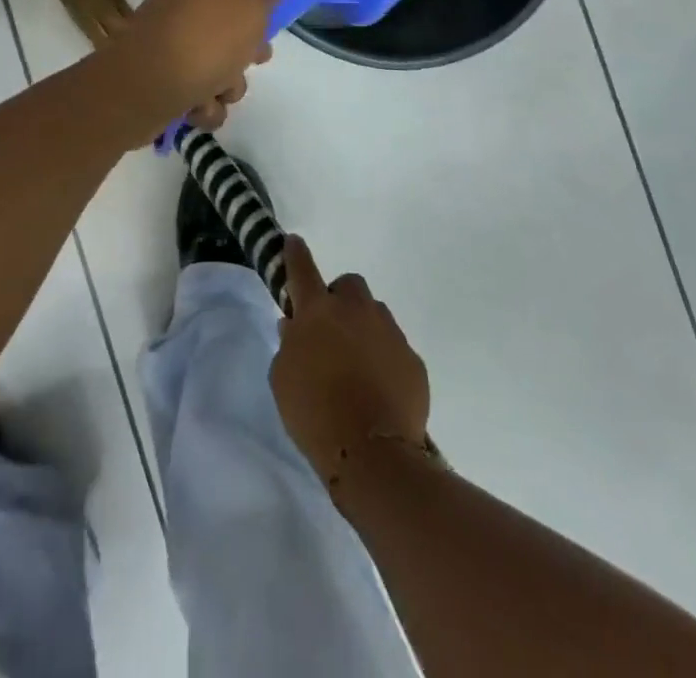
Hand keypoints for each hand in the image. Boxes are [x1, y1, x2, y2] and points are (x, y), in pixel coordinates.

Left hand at [105, 0, 281, 138]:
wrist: (145, 87)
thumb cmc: (206, 41)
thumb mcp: (250, 7)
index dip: (258, 9)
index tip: (268, 29)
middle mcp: (182, 8)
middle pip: (228, 31)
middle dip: (244, 56)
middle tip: (251, 64)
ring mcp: (168, 45)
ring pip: (215, 67)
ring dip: (225, 86)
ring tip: (217, 93)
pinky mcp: (158, 80)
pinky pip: (194, 93)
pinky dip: (201, 105)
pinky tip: (198, 109)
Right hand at [271, 236, 430, 493]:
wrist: (372, 453)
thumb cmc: (315, 413)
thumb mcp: (283, 380)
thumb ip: (288, 345)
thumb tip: (295, 326)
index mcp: (318, 311)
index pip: (303, 269)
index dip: (296, 253)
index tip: (294, 241)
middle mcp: (356, 310)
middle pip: (349, 285)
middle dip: (340, 299)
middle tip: (331, 330)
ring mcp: (389, 331)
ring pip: (375, 315)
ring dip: (364, 329)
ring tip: (356, 366)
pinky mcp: (413, 359)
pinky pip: (394, 348)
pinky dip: (384, 359)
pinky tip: (378, 389)